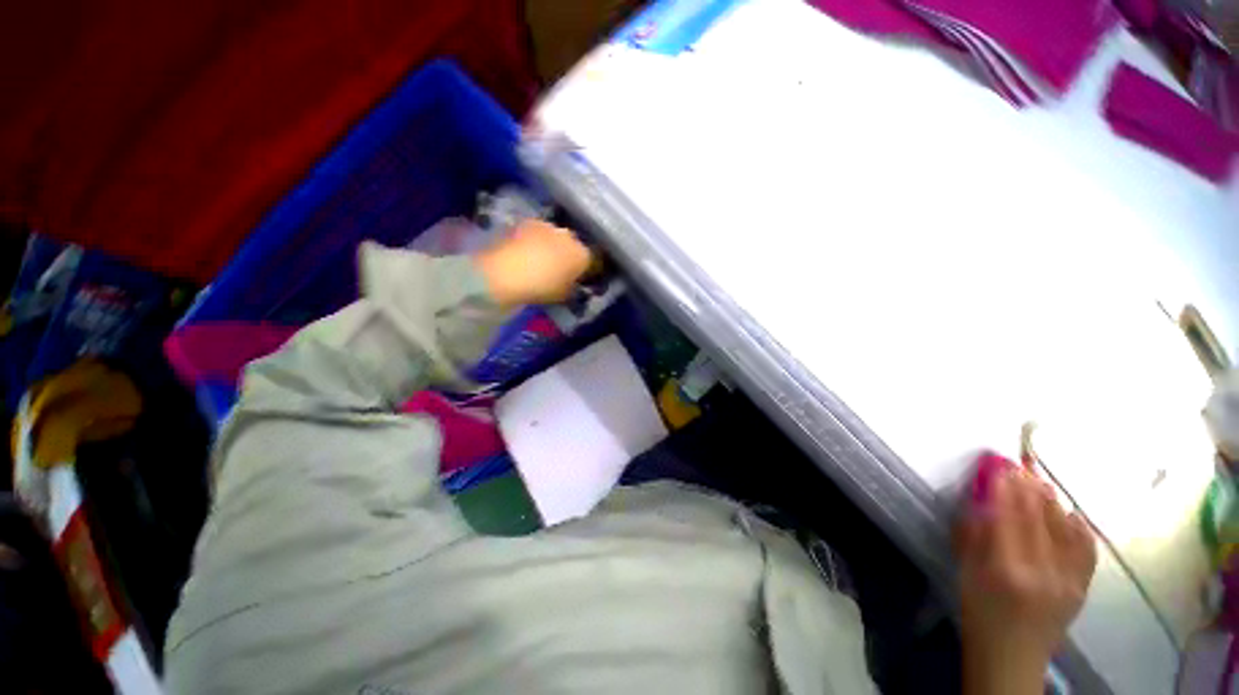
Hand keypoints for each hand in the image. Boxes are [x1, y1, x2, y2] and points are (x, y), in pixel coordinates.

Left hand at [473, 220, 592, 306]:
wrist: (505, 273)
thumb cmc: (541, 288)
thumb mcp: (563, 295)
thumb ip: (572, 287)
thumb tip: (572, 284)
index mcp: (582, 254)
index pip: (590, 261)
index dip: (584, 270)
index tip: (577, 278)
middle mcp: (569, 235)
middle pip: (572, 244)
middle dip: (567, 254)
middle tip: (558, 269)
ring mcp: (546, 226)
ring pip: (554, 236)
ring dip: (550, 245)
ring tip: (539, 260)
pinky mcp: (524, 223)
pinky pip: (535, 234)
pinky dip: (533, 242)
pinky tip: (525, 254)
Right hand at [957, 460, 1096, 694]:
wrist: (1012, 658)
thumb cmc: (978, 613)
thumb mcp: (964, 574)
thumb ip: (972, 535)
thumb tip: (979, 500)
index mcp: (1007, 570)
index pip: (1009, 518)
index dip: (1005, 489)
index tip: (1000, 466)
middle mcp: (1044, 572)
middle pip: (1038, 520)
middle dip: (1028, 489)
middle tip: (1019, 466)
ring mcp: (1069, 581)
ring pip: (1064, 530)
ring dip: (1052, 503)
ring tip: (1040, 482)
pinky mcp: (1082, 588)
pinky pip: (1086, 550)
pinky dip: (1079, 527)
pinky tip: (1070, 513)